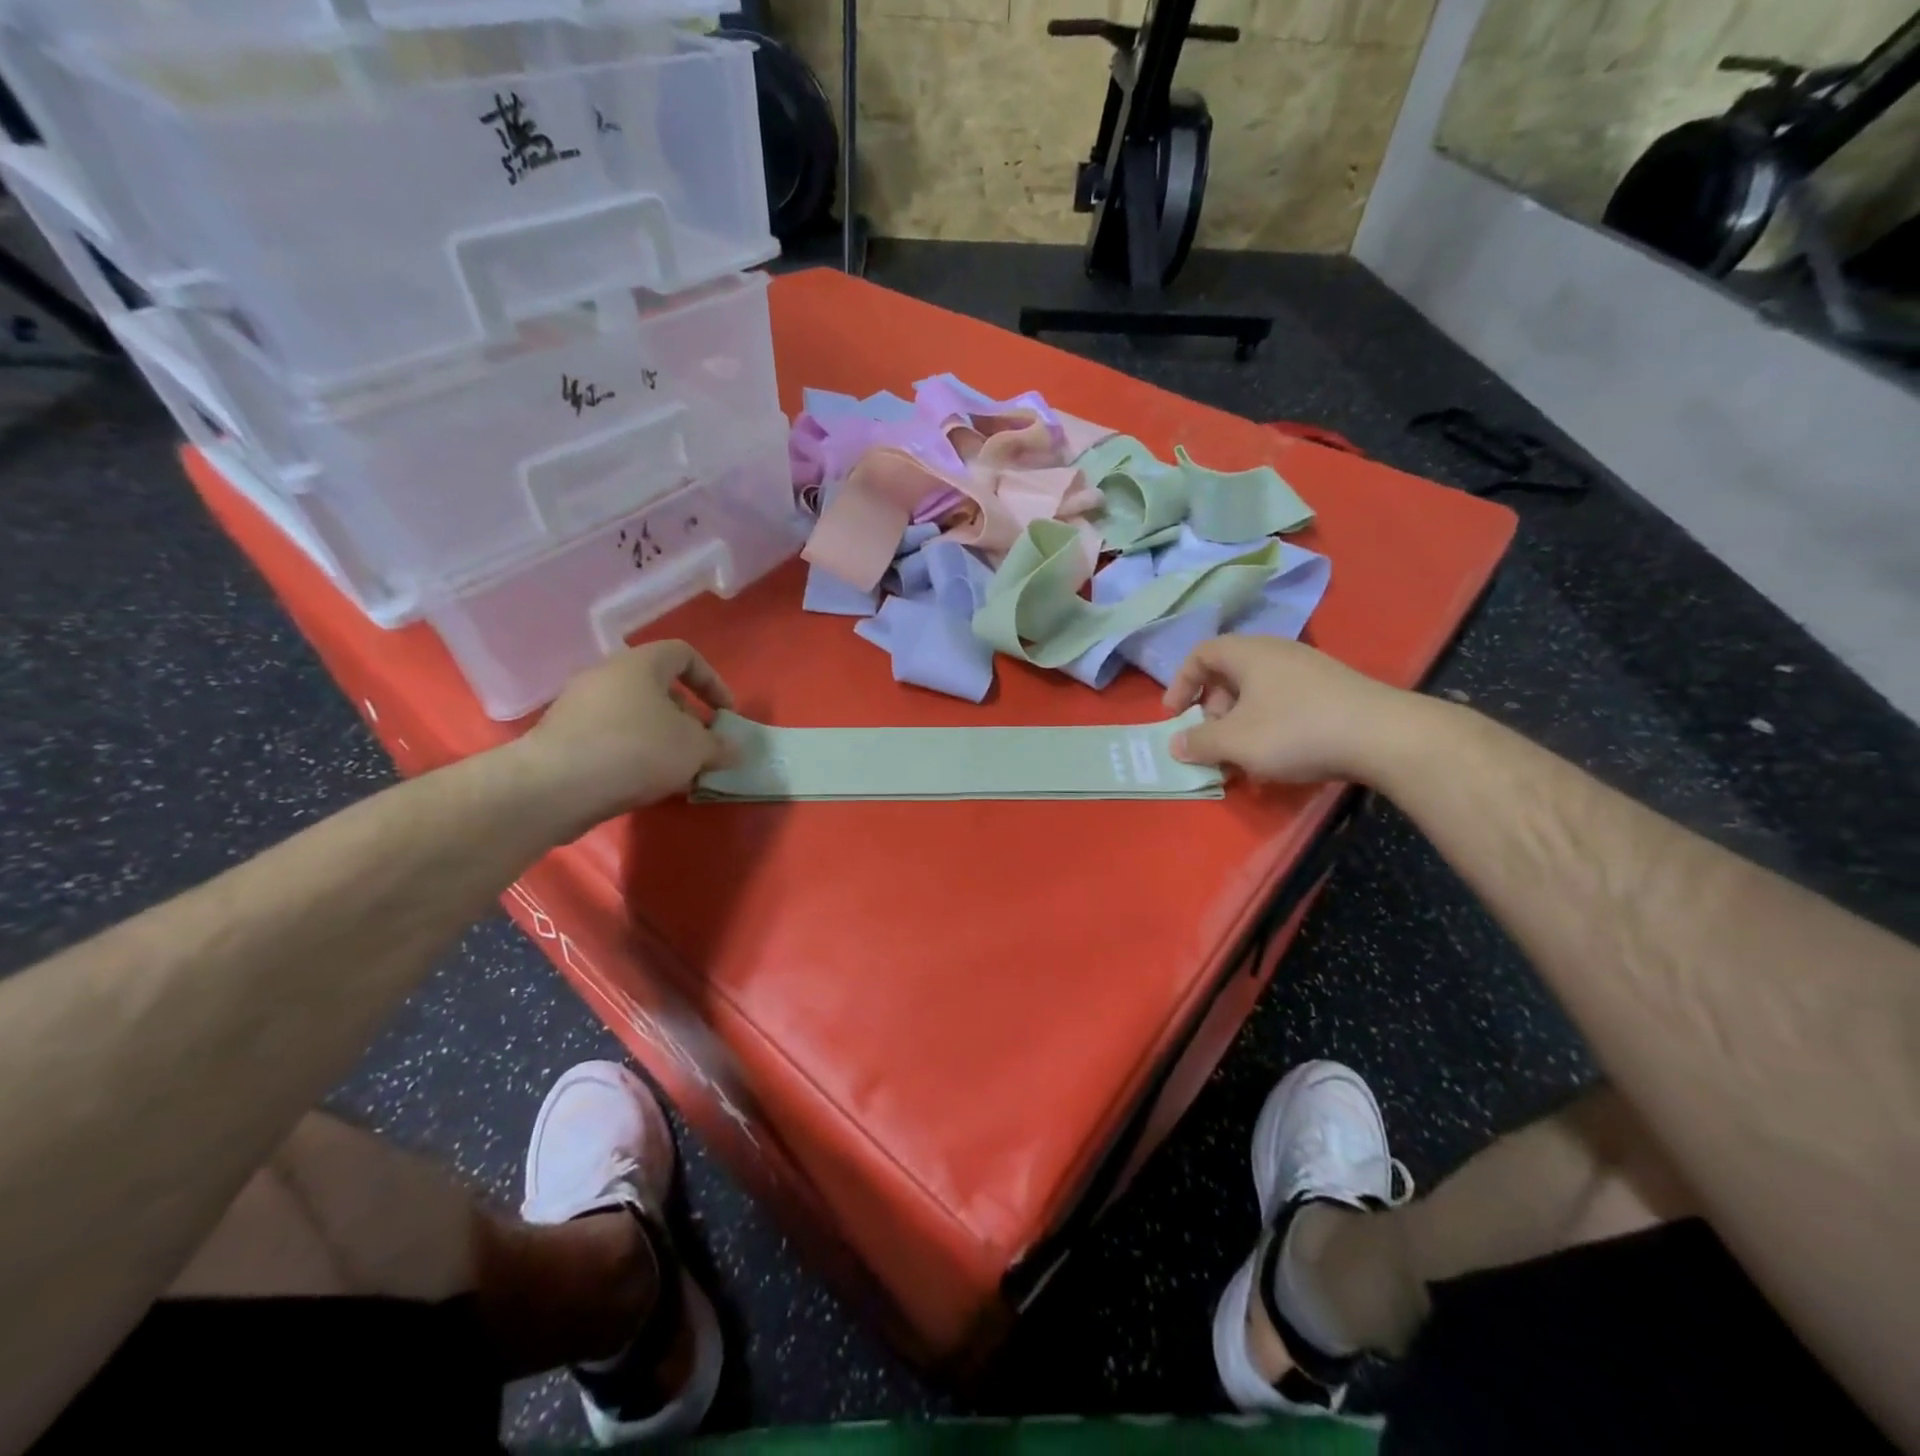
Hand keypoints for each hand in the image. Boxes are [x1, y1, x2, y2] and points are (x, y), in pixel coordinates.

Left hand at [516, 641, 733, 831]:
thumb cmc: (636, 750)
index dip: (712, 681)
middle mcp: (607, 674)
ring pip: (635, 713)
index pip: (685, 654)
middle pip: (658, 686)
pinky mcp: (563, 735)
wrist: (556, 786)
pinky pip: (611, 734)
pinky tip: (643, 781)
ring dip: (662, 737)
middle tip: (701, 746)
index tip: (725, 714)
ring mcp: (579, 704)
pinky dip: (634, 751)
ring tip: (676, 770)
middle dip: (687, 716)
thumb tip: (734, 750)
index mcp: (640, 663)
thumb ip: (720, 746)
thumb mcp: (694, 749)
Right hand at [1163, 636, 1421, 783]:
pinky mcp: (1332, 689)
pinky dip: (1268, 724)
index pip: (1201, 653)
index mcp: (1248, 653)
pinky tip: (1279, 756)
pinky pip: (1284, 700)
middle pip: (1229, 673)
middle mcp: (1277, 652)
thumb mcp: (1235, 742)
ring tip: (1243, 755)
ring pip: (1257, 690)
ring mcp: (1309, 669)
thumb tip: (1176, 744)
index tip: (1175, 715)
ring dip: (1240, 721)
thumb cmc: (1295, 730)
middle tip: (1212, 739)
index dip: (1180, 682)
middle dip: (1212, 709)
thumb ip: (1198, 742)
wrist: (1383, 736)